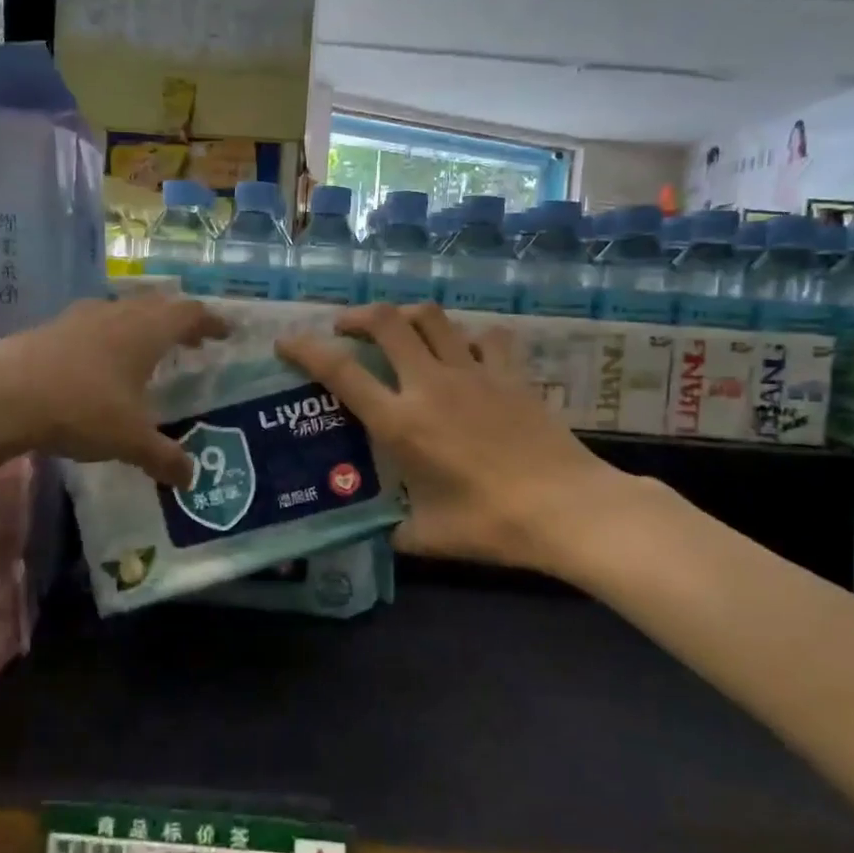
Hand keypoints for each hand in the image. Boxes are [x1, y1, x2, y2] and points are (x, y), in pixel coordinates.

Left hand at [0, 295, 226, 485]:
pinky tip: (102, 361)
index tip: (226, 332)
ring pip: (124, 310)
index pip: (190, 314)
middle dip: (180, 320)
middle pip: (159, 304)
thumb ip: (164, 457)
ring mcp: (81, 318)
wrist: (1, 394)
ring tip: (149, 348)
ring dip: (143, 324)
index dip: (211, 321)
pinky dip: (112, 335)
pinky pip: (95, 323)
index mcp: (147, 331)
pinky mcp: (51, 328)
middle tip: (194, 339)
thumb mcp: (130, 440)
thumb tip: (191, 479)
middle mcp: (118, 314)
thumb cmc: (81, 408)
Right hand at [278, 305, 642, 572]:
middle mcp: (431, 385)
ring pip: (432, 317)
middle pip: (386, 322)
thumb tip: (384, 531)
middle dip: (357, 316)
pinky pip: (486, 337)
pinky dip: (469, 338)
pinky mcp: (511, 374)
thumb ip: (396, 530)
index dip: (306, 349)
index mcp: (401, 422)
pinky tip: (467, 353)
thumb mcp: (428, 536)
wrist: (566, 509)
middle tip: (346, 329)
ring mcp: (474, 373)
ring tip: (399, 330)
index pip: (340, 372)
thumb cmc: (491, 524)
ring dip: (406, 316)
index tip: (287, 342)